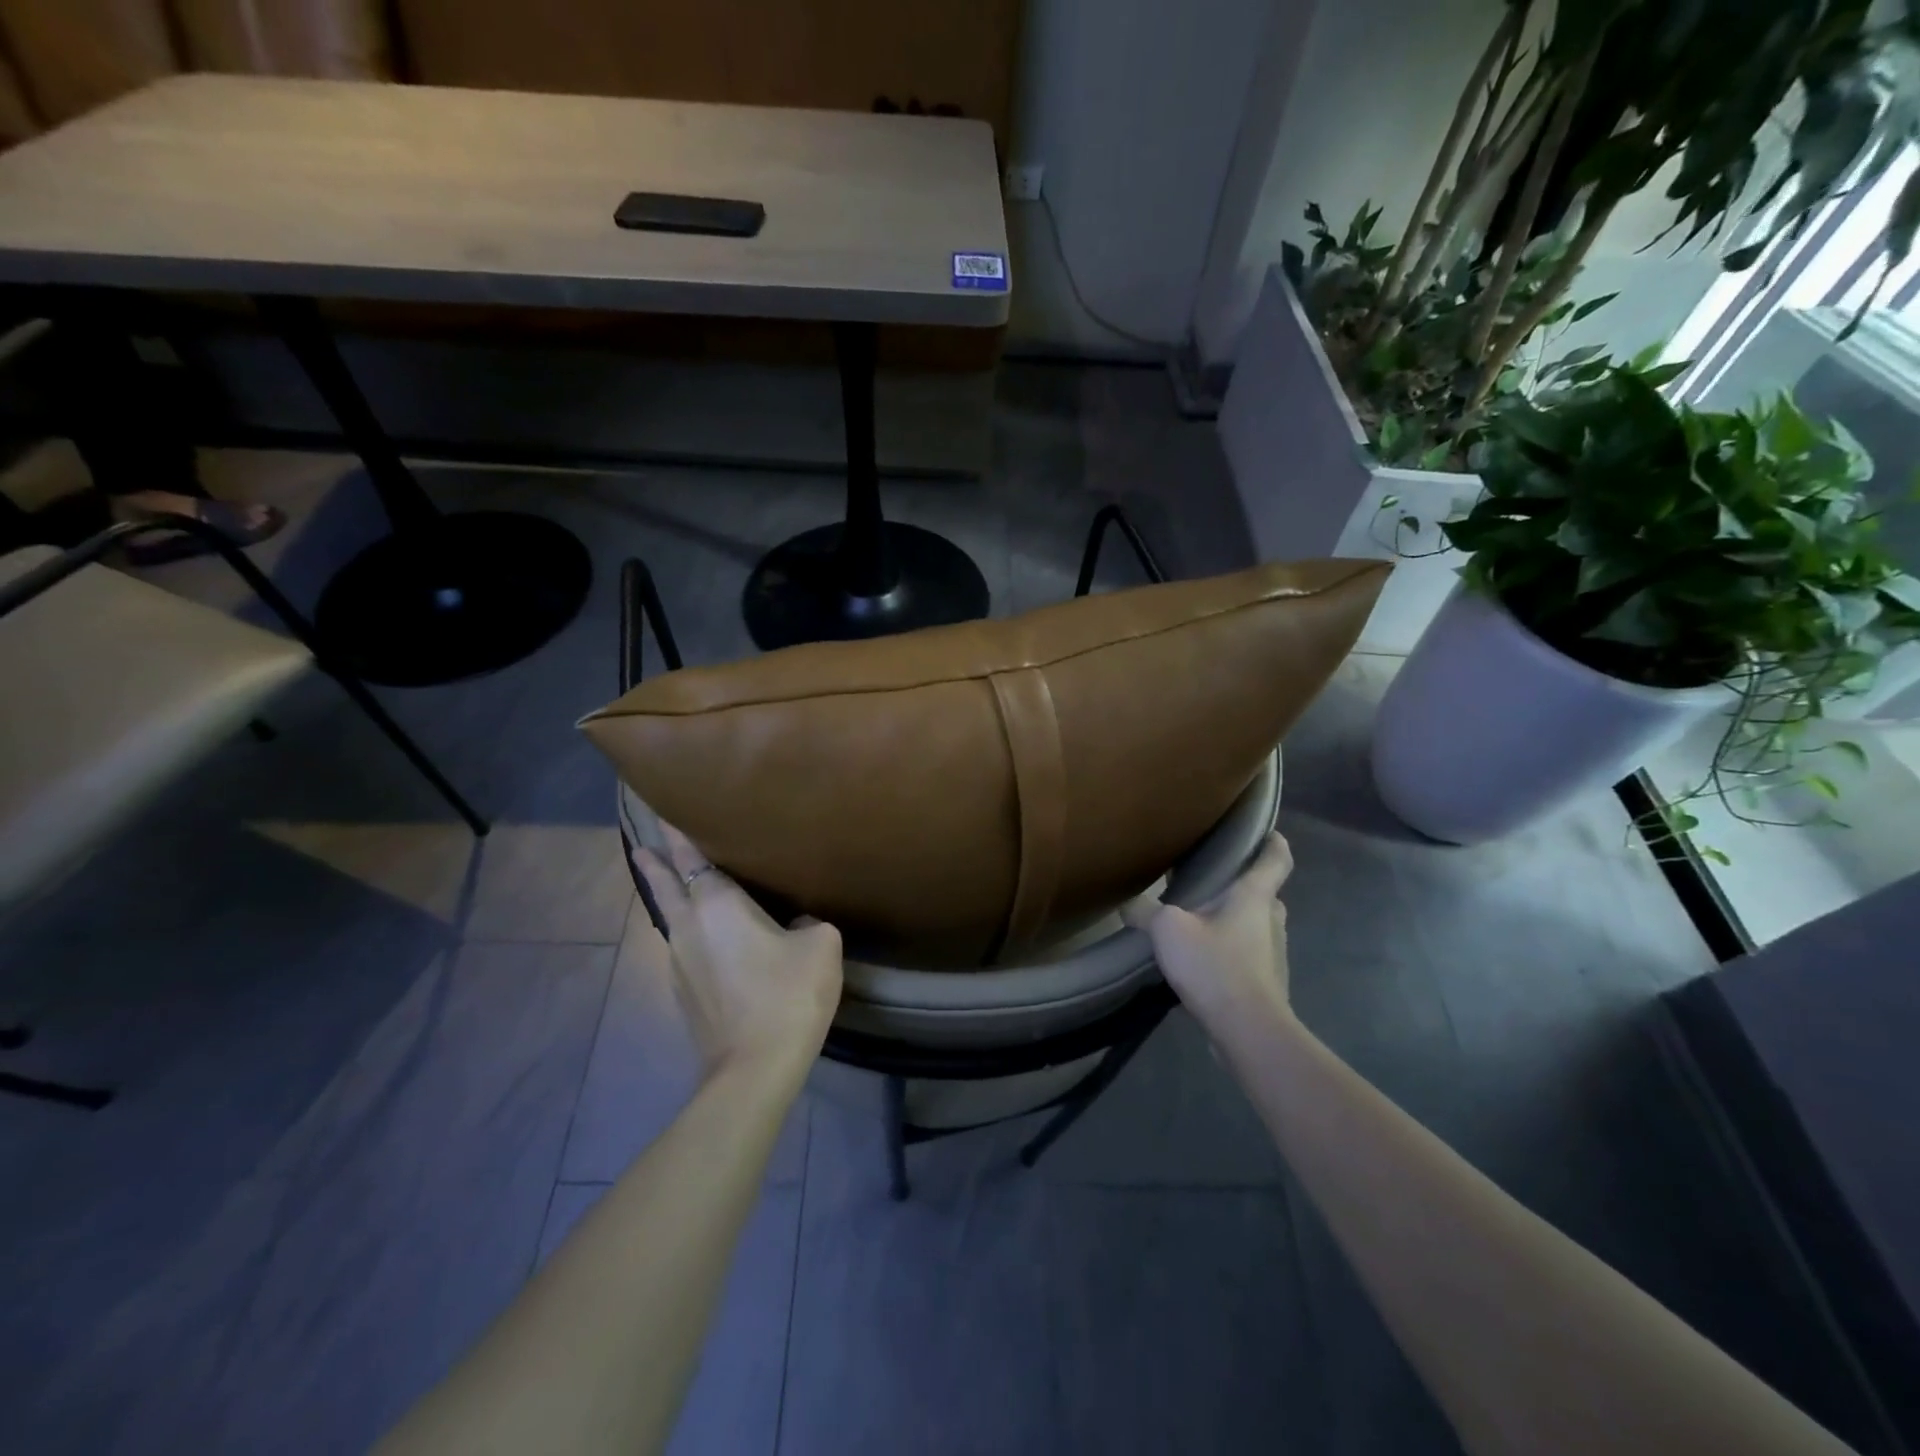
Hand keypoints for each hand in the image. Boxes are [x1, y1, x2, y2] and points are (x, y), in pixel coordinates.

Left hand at [633, 824, 844, 1082]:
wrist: (754, 1069)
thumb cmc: (787, 995)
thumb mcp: (820, 946)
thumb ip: (808, 923)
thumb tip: (794, 927)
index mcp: (718, 905)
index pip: (693, 858)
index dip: (679, 834)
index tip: (665, 813)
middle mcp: (689, 927)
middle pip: (665, 886)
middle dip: (655, 863)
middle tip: (642, 844)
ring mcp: (679, 964)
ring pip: (671, 920)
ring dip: (670, 900)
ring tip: (675, 887)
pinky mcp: (685, 994)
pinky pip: (683, 948)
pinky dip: (689, 932)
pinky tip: (707, 940)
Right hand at [1124, 832, 1295, 1042]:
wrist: (1248, 1030)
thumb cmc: (1215, 965)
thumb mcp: (1168, 930)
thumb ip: (1146, 912)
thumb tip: (1128, 903)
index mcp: (1254, 896)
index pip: (1276, 859)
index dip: (1273, 844)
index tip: (1268, 833)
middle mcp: (1271, 919)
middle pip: (1262, 893)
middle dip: (1240, 886)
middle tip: (1210, 882)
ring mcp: (1274, 953)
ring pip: (1255, 925)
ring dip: (1233, 921)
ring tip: (1199, 922)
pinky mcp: (1267, 982)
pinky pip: (1249, 954)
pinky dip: (1230, 950)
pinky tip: (1203, 960)